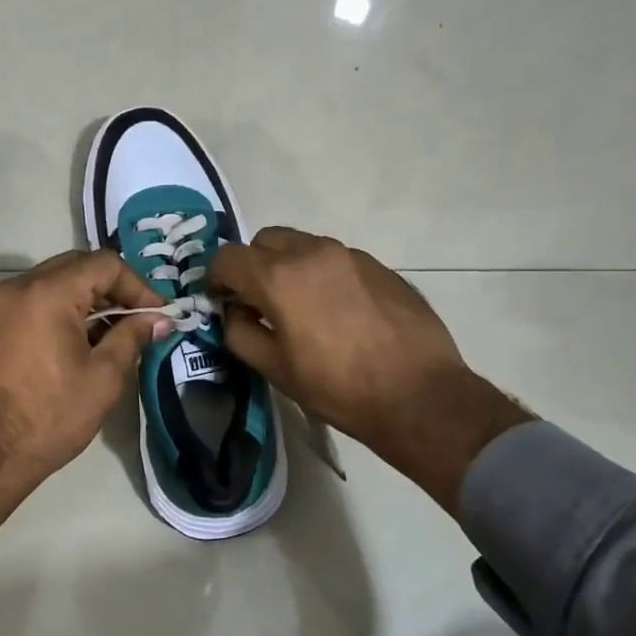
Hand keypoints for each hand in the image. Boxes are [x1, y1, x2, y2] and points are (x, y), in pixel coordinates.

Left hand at [0, 251, 166, 569]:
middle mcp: (19, 285)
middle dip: (113, 289)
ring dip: (88, 299)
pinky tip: (82, 338)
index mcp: (48, 292)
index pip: (104, 264)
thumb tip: (158, 319)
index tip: (156, 314)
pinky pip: (35, 299)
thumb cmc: (52, 415)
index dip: (137, 286)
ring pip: (55, 281)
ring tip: (114, 332)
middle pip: (77, 266)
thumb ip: (132, 336)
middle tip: (139, 319)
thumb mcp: (104, 376)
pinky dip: (63, 309)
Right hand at [207, 228, 531, 509]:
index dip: (215, 278)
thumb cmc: (338, 388)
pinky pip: (335, 259)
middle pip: (265, 240)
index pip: (227, 257)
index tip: (221, 301)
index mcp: (279, 277)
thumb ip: (240, 333)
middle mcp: (312, 252)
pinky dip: (322, 274)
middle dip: (253, 265)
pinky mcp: (379, 265)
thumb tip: (234, 312)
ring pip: (302, 244)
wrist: (419, 395)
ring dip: (288, 266)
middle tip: (258, 301)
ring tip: (300, 306)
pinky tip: (337, 311)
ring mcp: (350, 255)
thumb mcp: (275, 369)